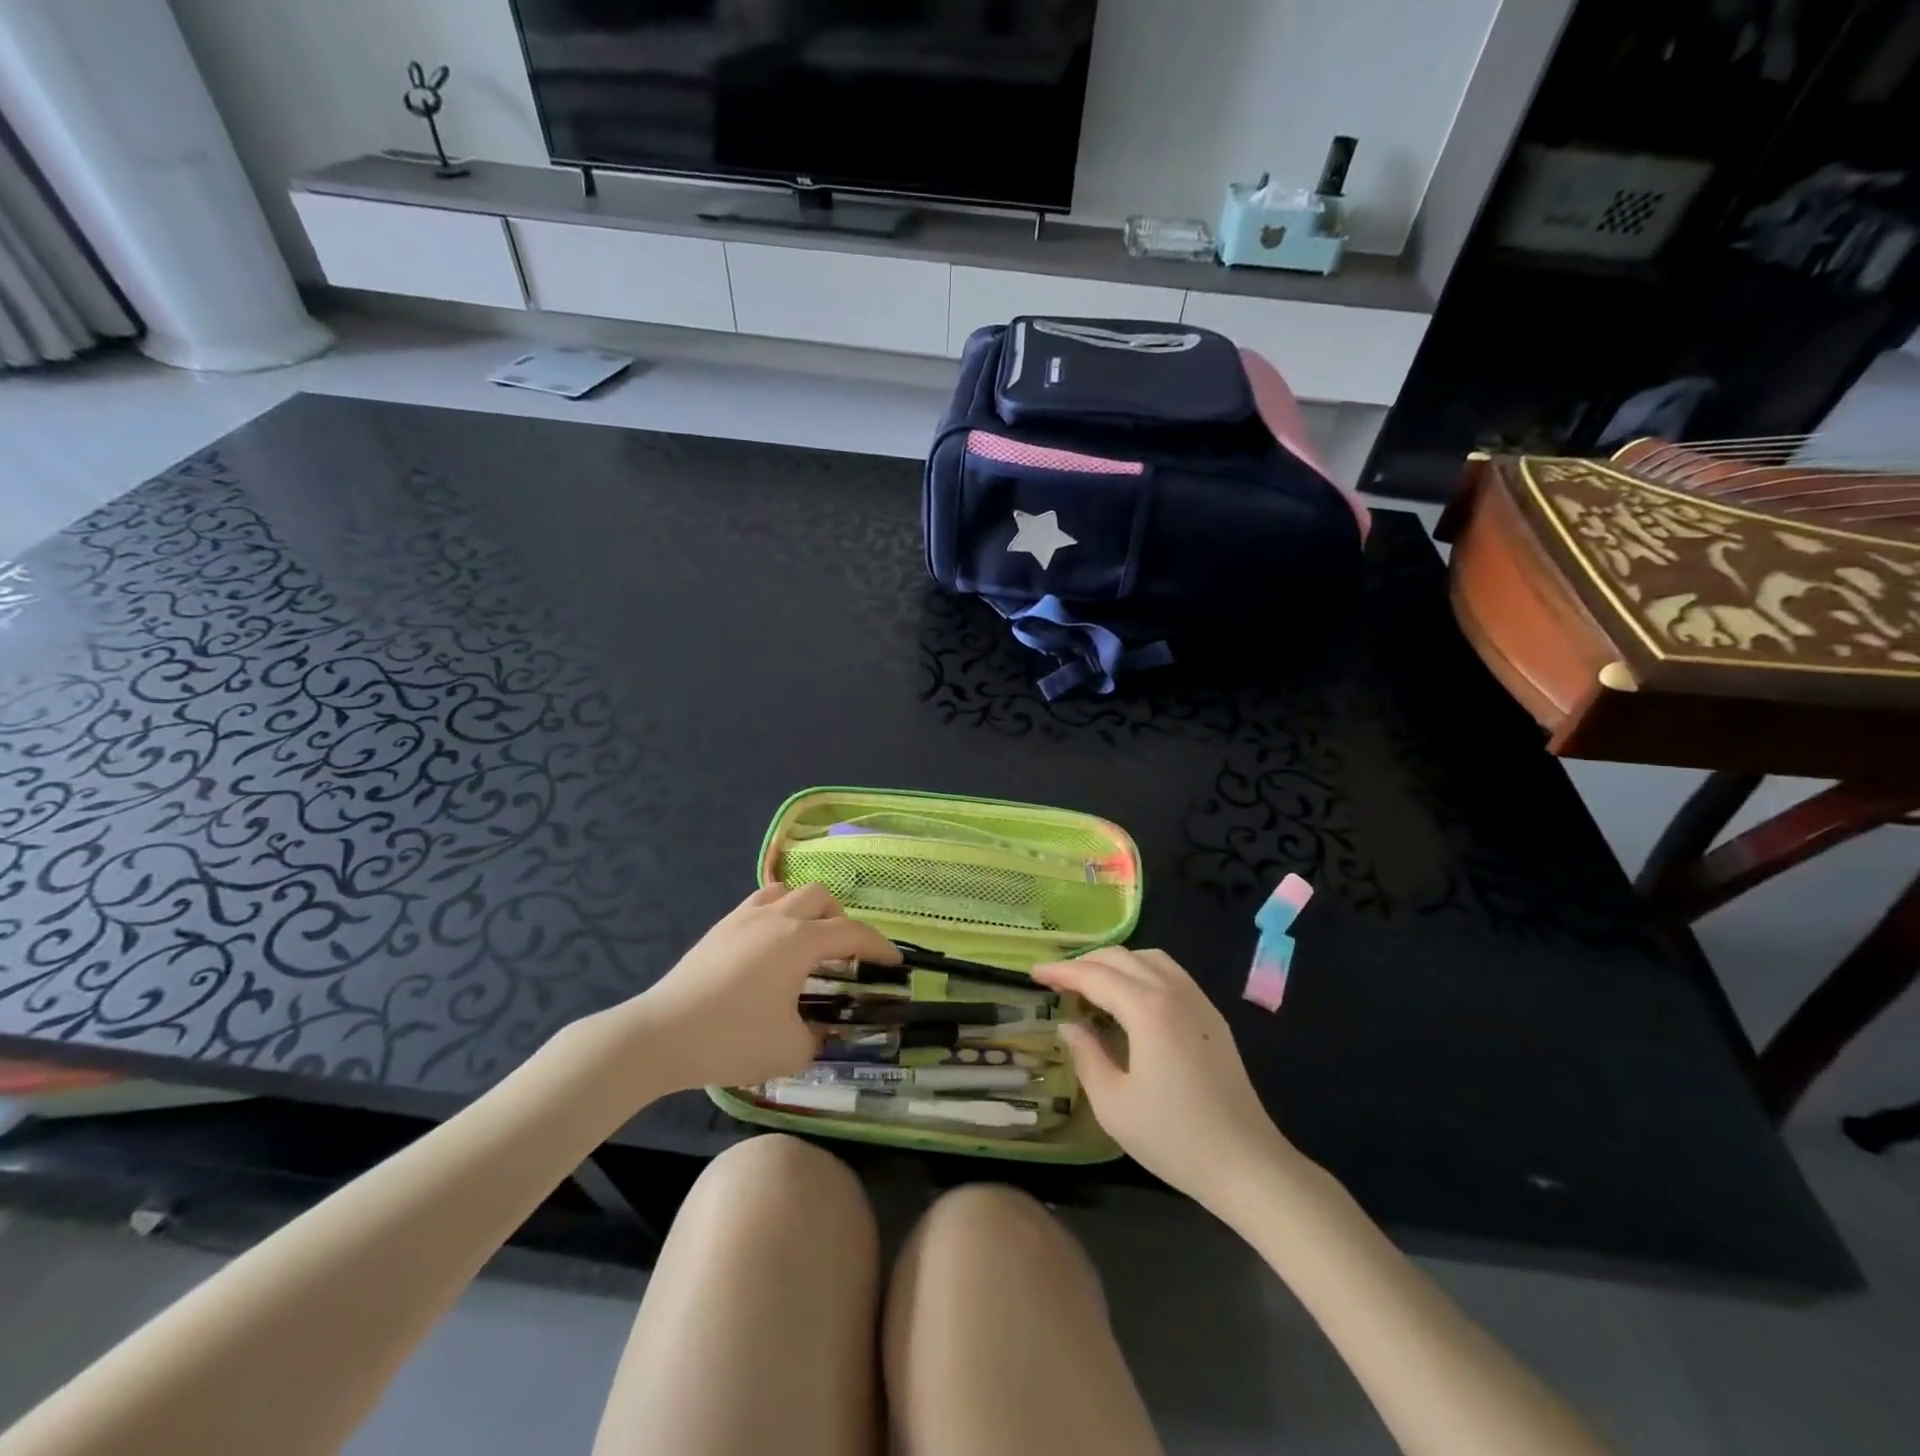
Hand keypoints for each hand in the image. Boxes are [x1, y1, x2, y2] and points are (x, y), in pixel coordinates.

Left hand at [634, 884, 898, 1090]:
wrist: (660, 1035)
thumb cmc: (731, 1039)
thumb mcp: (790, 1050)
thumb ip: (819, 1037)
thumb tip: (823, 1031)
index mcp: (800, 941)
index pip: (853, 933)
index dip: (879, 947)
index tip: (895, 964)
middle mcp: (777, 917)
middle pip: (822, 899)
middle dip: (843, 921)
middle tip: (847, 955)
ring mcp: (745, 917)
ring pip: (790, 892)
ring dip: (809, 910)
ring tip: (809, 941)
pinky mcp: (720, 927)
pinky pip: (761, 902)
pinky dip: (779, 912)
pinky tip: (772, 942)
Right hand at [1033, 948, 1295, 1209]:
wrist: (1247, 1163)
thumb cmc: (1174, 1137)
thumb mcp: (1113, 1103)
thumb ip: (1086, 1055)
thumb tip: (1069, 1026)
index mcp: (1147, 1008)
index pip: (1095, 975)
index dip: (1061, 972)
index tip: (1034, 973)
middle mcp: (1173, 991)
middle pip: (1122, 957)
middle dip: (1085, 963)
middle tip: (1058, 981)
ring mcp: (1198, 1001)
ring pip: (1150, 958)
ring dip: (1116, 963)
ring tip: (1092, 985)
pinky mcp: (1212, 1016)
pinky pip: (1171, 974)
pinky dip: (1141, 972)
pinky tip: (1130, 998)